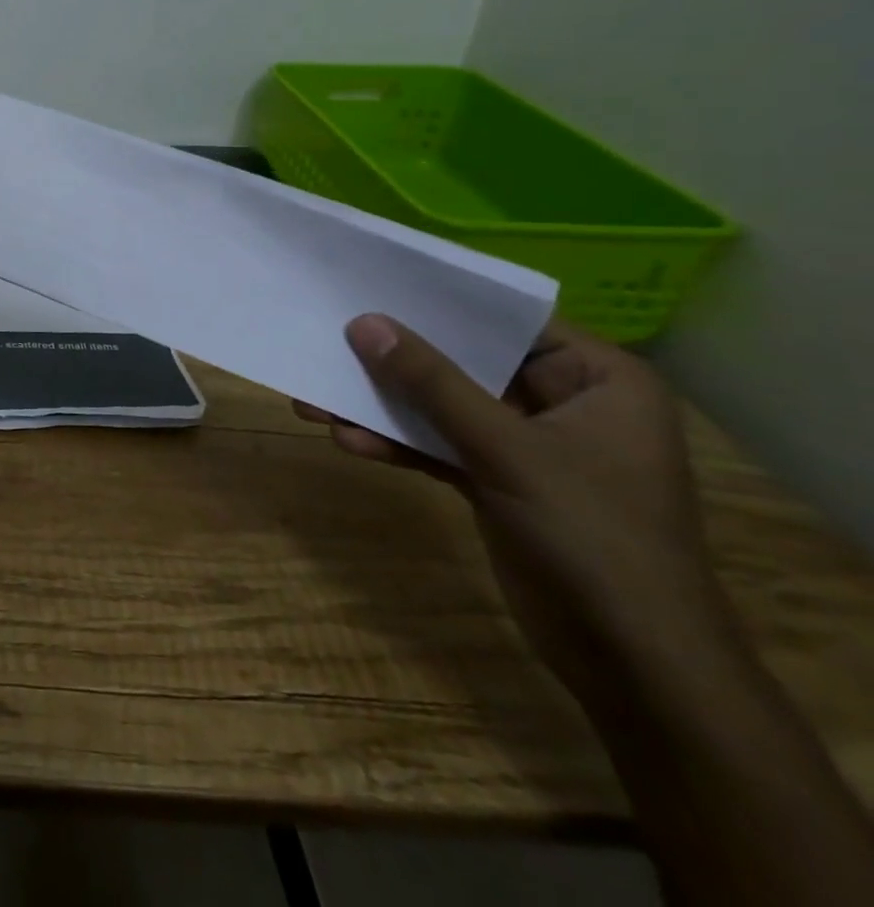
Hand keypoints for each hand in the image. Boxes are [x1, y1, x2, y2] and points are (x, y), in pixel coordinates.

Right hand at [296, 315, 743, 709]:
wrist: (633, 664)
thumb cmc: (594, 537)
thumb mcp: (506, 450)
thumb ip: (432, 383)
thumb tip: (364, 322)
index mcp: (597, 380)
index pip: (508, 319)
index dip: (439, 302)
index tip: (371, 284)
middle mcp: (563, 403)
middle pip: (464, 363)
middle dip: (395, 361)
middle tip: (329, 342)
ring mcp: (527, 445)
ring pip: (442, 407)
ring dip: (383, 406)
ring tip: (315, 400)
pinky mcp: (497, 481)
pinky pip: (438, 446)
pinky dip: (397, 444)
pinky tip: (347, 442)